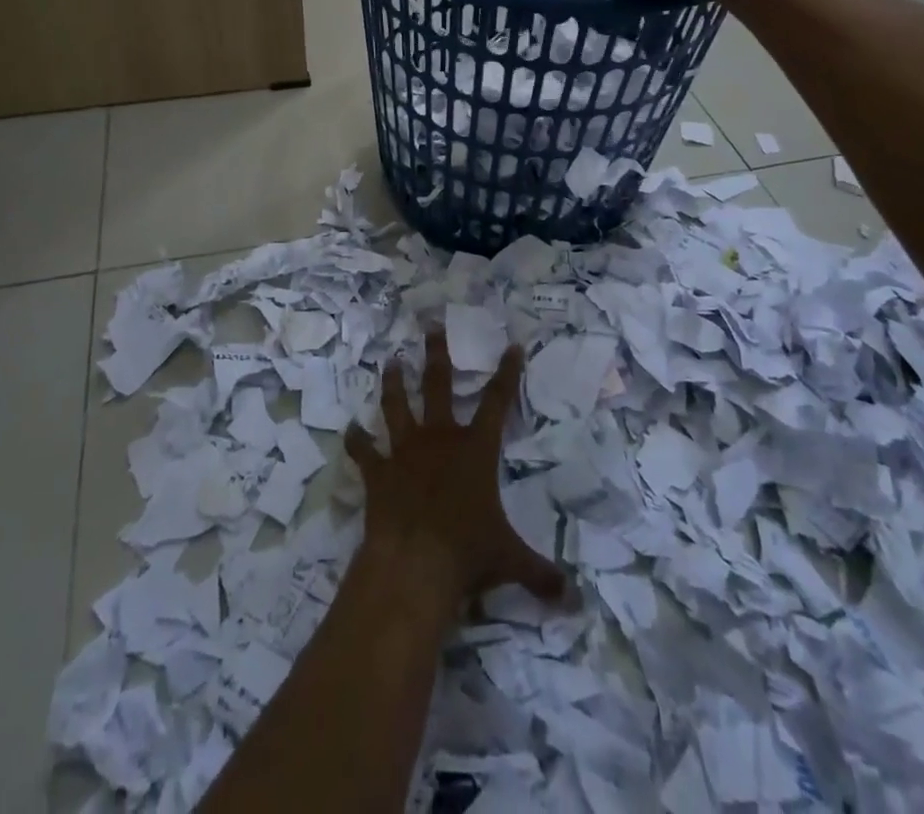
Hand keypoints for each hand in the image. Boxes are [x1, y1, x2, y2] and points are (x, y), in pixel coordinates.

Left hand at [345, 331, 566, 612]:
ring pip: (398, 406)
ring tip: (391, 362)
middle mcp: (440, 439)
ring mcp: (405, 451)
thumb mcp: (511, 561)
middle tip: (432, 325)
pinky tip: (350, 430)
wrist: (414, 563)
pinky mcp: (379, 472)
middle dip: (437, 353)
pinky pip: (365, 452)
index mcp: (475, 449)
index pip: (497, 402)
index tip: (512, 345)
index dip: (507, 373)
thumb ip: (541, 574)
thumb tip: (573, 599)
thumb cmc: (467, 553)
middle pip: (439, 386)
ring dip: (394, 384)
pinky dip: (357, 441)